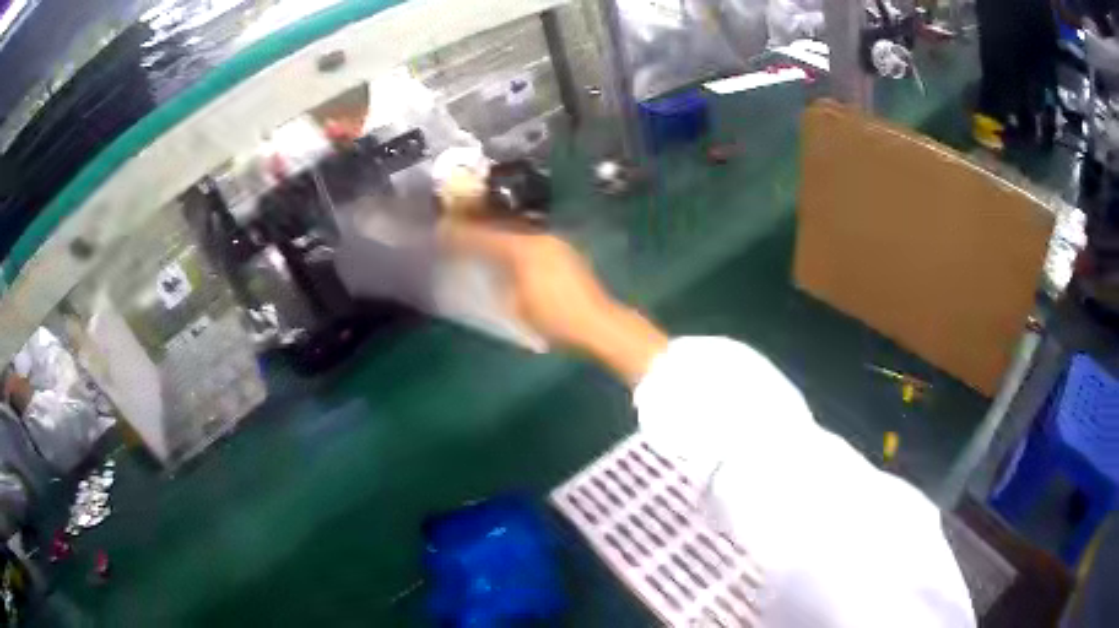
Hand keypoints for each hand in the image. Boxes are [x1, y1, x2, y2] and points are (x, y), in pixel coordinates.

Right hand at [440, 221, 667, 384]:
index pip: (485, 236)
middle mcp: (540, 238)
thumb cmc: (555, 319)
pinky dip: (516, 245)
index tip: (442, 230)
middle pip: (502, 228)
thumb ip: (499, 283)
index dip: (461, 234)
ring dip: (499, 237)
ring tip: (481, 242)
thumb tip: (490, 271)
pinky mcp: (567, 254)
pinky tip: (510, 255)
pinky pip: (533, 243)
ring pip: (519, 234)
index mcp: (524, 249)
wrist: (600, 325)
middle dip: (479, 230)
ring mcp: (557, 244)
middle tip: (459, 231)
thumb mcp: (517, 306)